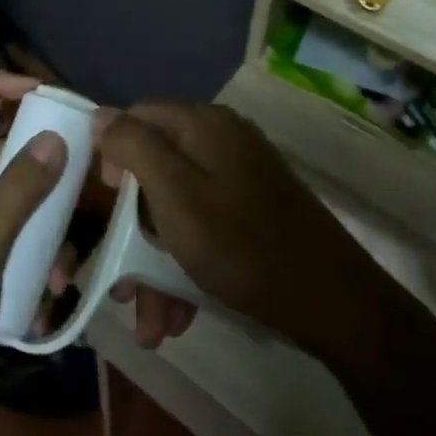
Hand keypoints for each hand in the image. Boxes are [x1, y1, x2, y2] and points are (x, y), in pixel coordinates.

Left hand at [0, 73, 62, 423]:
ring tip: (65, 267)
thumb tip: (54, 138)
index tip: (45, 91)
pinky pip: (3, 238)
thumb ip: (17, 194)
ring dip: (39, 226)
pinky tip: (50, 291)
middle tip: (82, 189)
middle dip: (38, 175)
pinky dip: (28, 254)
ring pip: (6, 203)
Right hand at [93, 101, 389, 359]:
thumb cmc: (242, 245)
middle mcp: (221, 139)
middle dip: (132, 228)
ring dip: (156, 259)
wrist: (334, 303)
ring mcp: (241, 174)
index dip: (112, 156)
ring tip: (150, 320)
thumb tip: (101, 115)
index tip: (104, 205)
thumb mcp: (175, 196)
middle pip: (156, 169)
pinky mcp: (254, 207)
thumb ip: (135, 148)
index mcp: (202, 125)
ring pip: (178, 206)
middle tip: (121, 280)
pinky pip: (204, 224)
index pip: (137, 117)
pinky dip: (186, 262)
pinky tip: (179, 312)